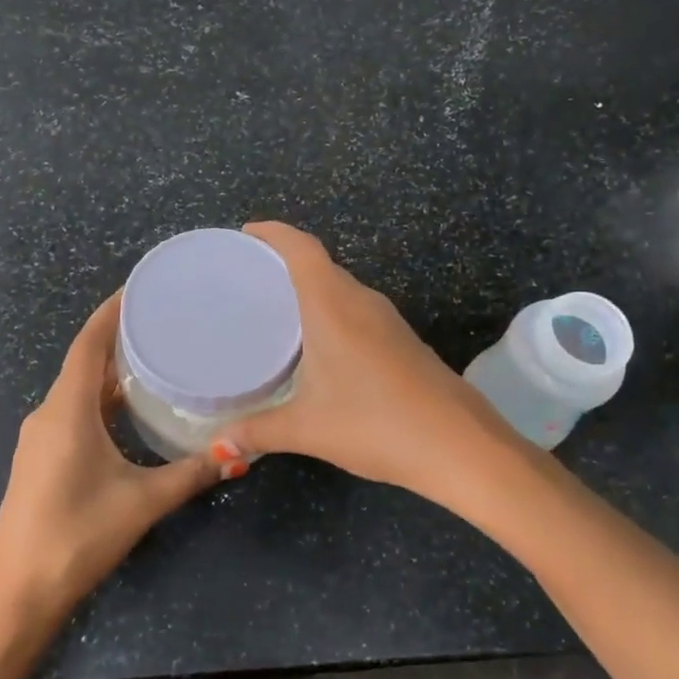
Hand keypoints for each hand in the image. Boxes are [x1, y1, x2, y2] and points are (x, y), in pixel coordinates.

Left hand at [0, 295, 219, 630]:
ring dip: (109, 372)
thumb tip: (239, 451)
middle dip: (118, 339)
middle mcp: (47, 414)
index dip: (111, 312)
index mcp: (66, 412)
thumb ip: (192, 473)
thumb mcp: (143, 502)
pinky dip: (99, 399)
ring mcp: (38, 438)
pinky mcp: (39, 459)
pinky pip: (71, 411)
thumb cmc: (79, 536)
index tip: (140, 288)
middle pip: (83, 362)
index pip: (87, 344)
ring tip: (153, 358)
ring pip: (77, 389)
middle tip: (162, 322)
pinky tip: (127, 410)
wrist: (19, 593)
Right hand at [218, 222, 532, 509]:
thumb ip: (257, 432)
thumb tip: (218, 445)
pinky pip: (358, 311)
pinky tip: (318, 343)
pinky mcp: (404, 342)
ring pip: (342, 289)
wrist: (459, 446)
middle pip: (321, 265)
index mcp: (333, 306)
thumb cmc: (375, 423)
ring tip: (276, 307)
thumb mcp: (306, 429)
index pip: (301, 249)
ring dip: (312, 288)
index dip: (274, 233)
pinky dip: (332, 312)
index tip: (247, 232)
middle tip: (249, 276)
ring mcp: (388, 321)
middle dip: (286, 261)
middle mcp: (362, 303)